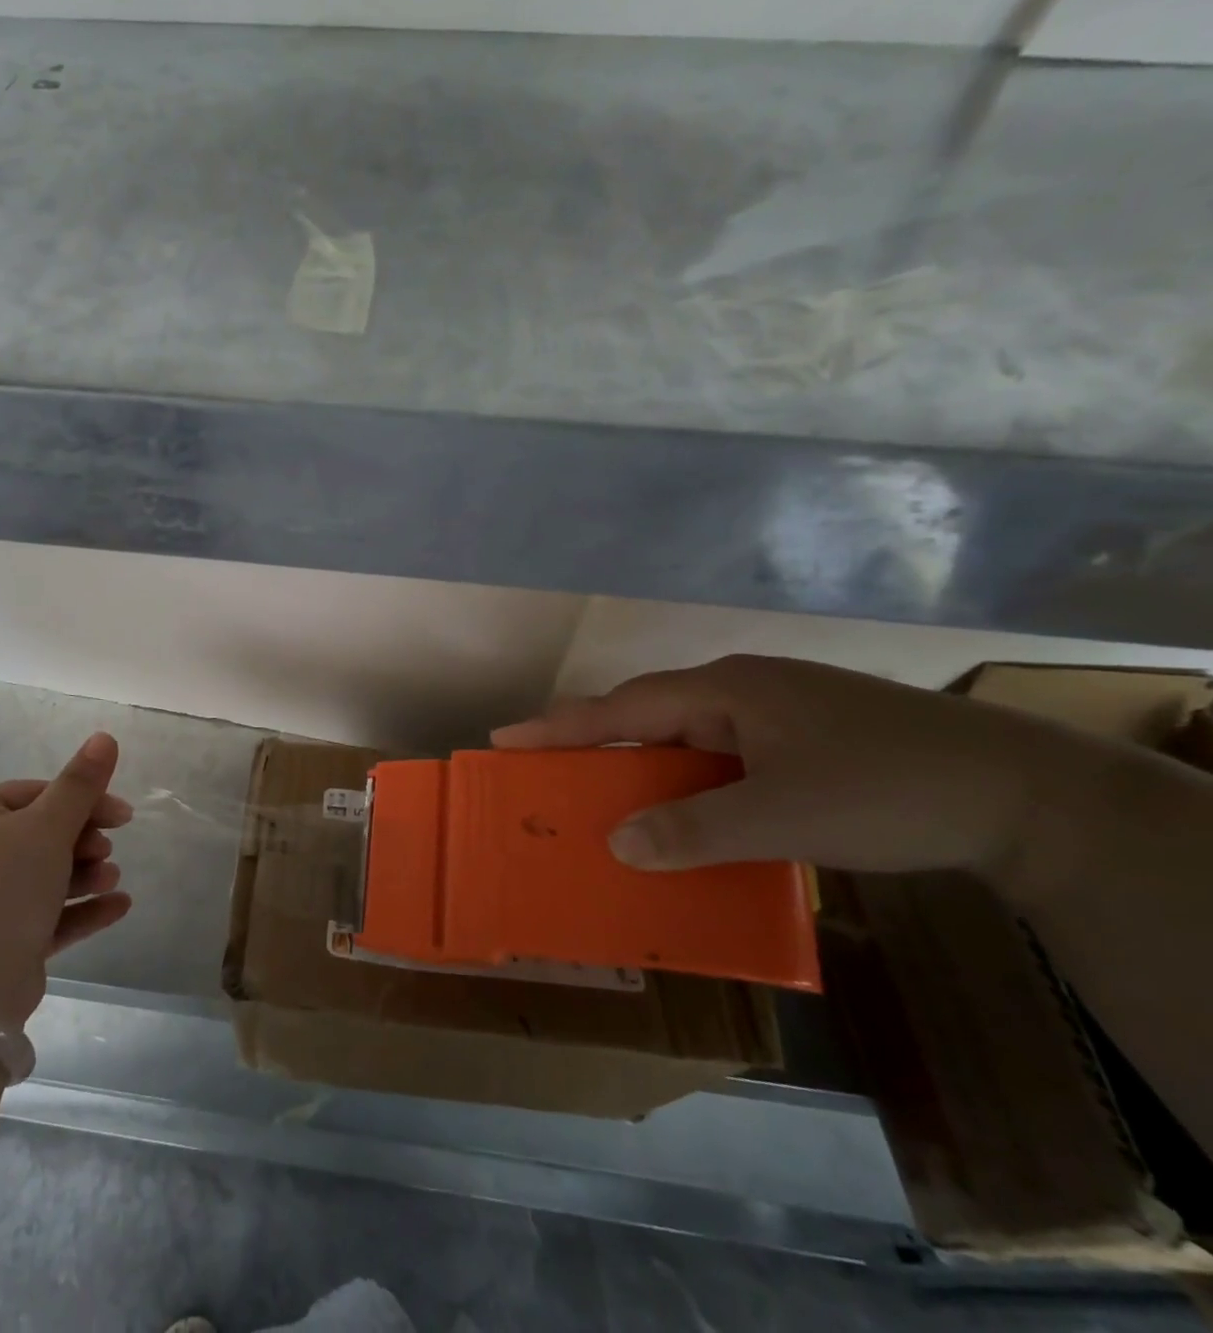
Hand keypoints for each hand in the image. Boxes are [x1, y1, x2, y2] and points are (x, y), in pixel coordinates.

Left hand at [0, 732, 133, 1023]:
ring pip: (47, 876)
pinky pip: (49, 916)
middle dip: (84, 840)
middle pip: (42, 835)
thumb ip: (80, 783)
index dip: (82, 799)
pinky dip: (83, 908)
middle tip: (109, 848)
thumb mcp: (47, 827)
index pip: (35, 794)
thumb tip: (105, 736)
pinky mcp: (3, 942)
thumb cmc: (3, 888)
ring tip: (112, 878)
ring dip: (86, 873)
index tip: (121, 815)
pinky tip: (120, 906)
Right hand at [492, 655, 1103, 888]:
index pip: (621, 708)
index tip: (505, 739)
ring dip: (645, 770)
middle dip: (594, 745)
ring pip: (686, 740)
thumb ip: (693, 829)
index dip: (560, 726)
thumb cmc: (889, 789)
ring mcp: (775, 715)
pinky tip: (686, 815)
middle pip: (647, 716)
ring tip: (604, 799)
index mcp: (725, 691)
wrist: (1028, 796)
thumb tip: (616, 843)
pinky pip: (721, 759)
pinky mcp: (803, 741)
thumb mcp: (782, 816)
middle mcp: (741, 693)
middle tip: (544, 770)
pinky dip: (690, 785)